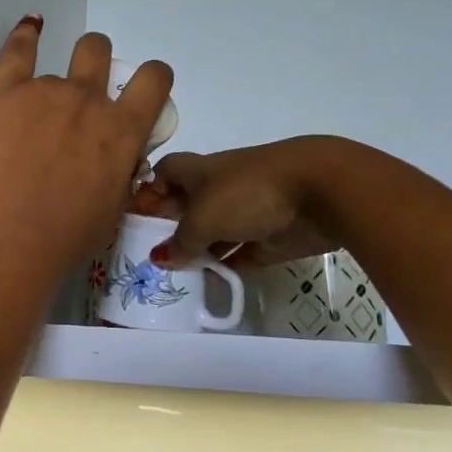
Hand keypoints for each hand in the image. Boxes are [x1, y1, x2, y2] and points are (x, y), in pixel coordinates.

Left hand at [0, 18, 172, 287]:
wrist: (4, 241)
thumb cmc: (63, 238)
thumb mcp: (113, 208)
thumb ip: (120, 170)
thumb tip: (117, 156)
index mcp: (123, 130)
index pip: (153, 78)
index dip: (152, 77)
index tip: (141, 85)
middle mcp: (88, 100)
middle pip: (98, 50)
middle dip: (94, 62)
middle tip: (81, 90)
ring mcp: (45, 90)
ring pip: (55, 67)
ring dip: (50, 87)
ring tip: (28, 119)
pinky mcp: (4, 89)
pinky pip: (19, 47)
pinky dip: (26, 35)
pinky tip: (29, 29)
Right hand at [134, 138, 343, 268]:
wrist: (319, 191)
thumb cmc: (248, 192)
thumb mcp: (203, 217)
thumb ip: (181, 240)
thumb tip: (161, 257)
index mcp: (200, 170)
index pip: (165, 173)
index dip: (148, 190)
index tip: (133, 217)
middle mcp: (220, 187)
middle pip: (187, 205)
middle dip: (169, 225)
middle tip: (145, 253)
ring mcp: (246, 212)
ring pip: (213, 231)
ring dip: (197, 249)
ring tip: (172, 274)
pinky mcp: (269, 236)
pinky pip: (239, 252)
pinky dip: (224, 264)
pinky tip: (207, 281)